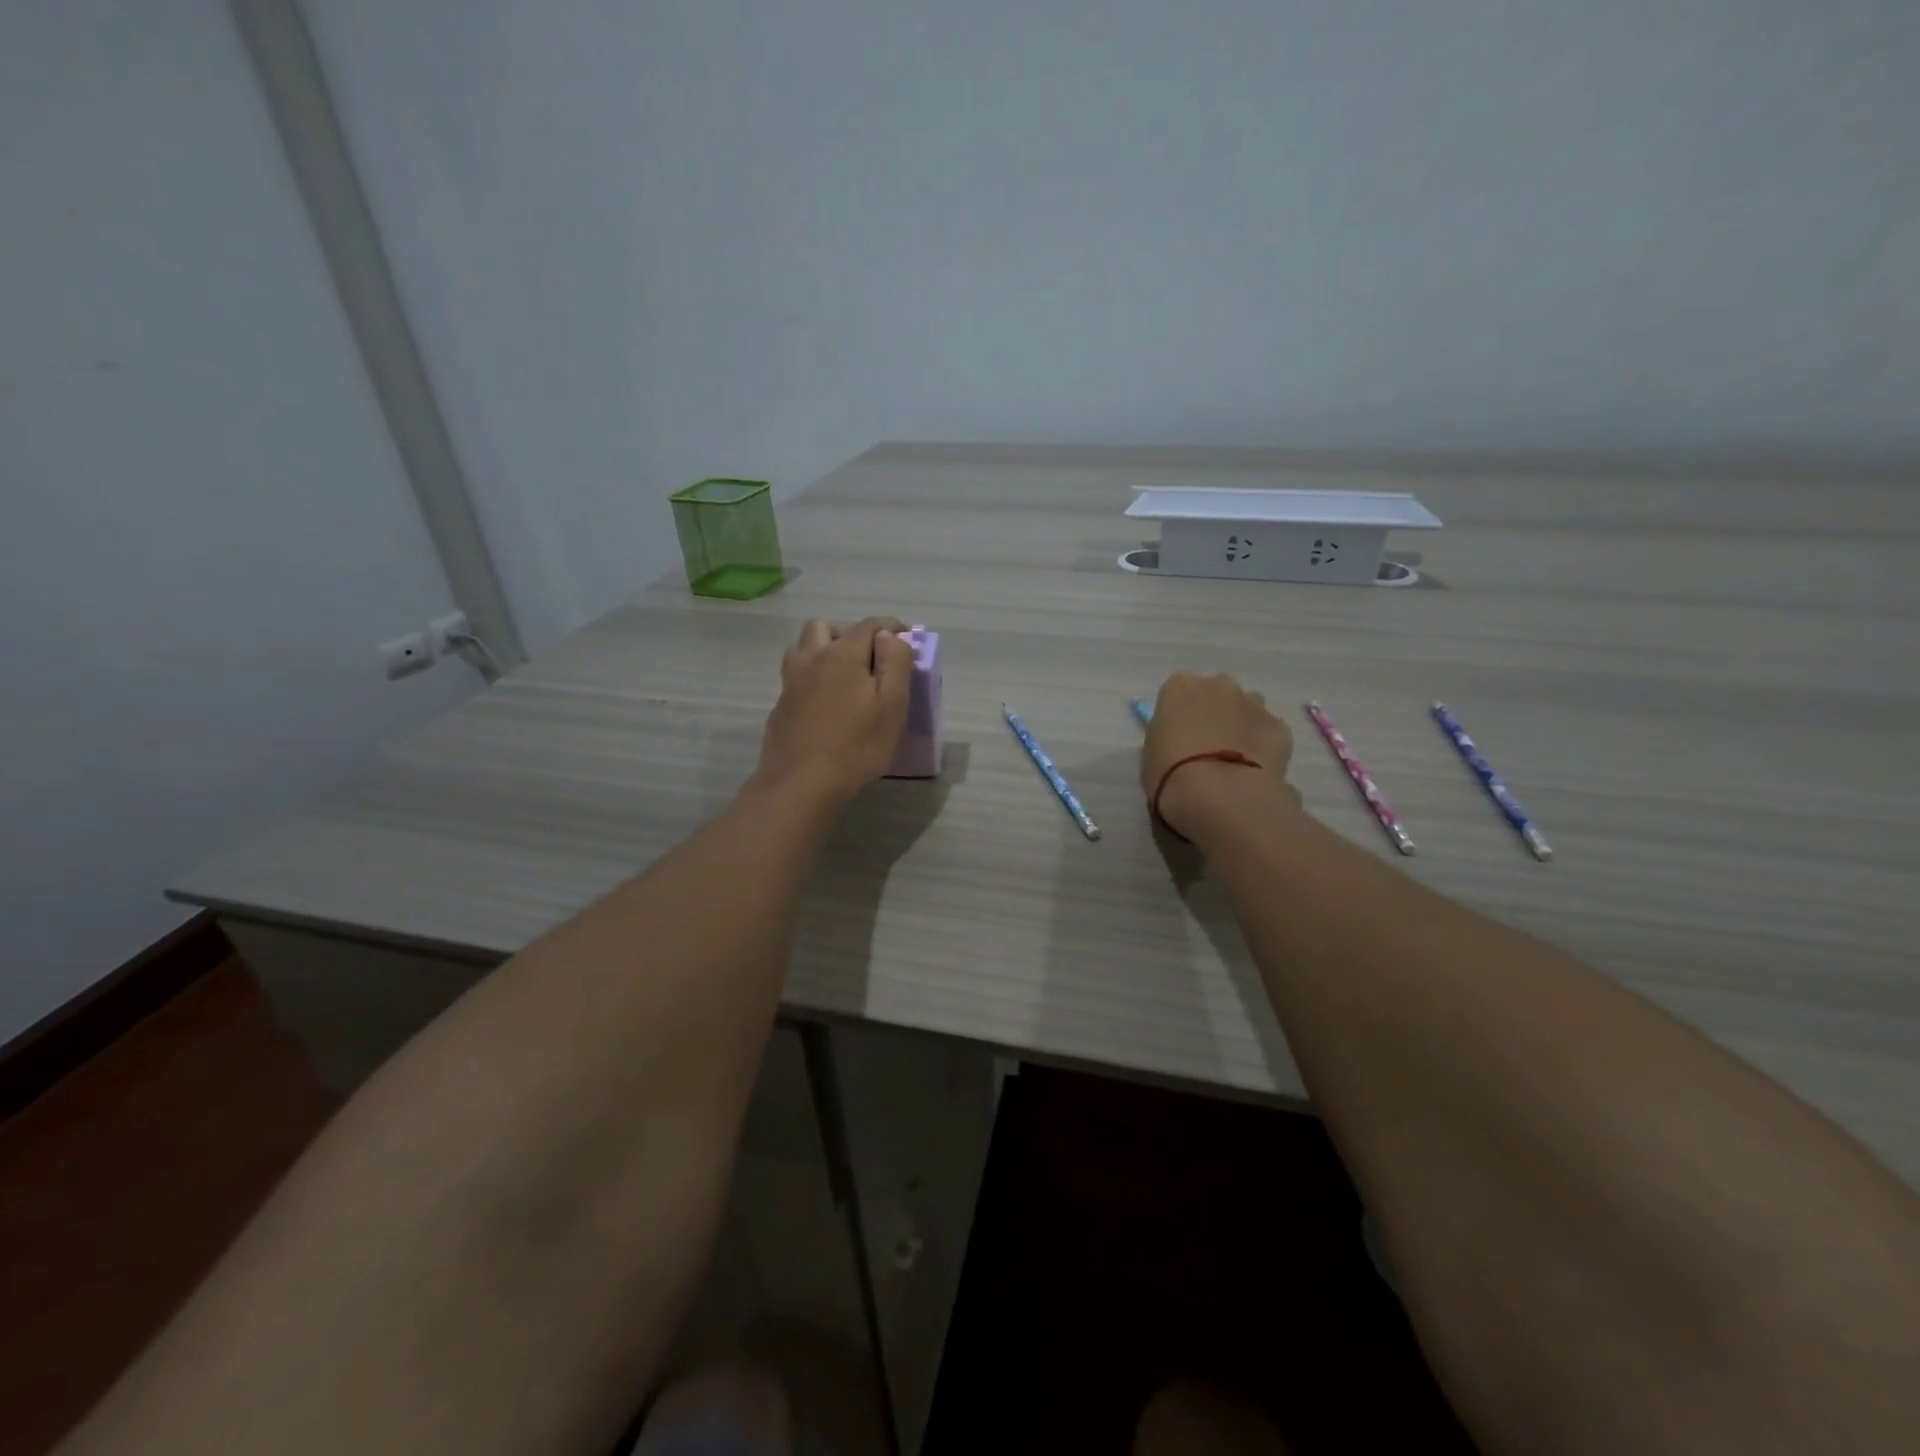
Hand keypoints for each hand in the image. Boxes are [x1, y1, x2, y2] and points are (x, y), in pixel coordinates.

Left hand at [755, 617, 913, 809]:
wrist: (801, 783)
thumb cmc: (857, 745)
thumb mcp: (893, 704)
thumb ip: (895, 662)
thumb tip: (889, 636)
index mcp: (843, 654)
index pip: (870, 624)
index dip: (891, 626)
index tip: (906, 637)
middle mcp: (812, 659)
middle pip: (826, 627)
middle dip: (850, 634)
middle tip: (869, 658)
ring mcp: (791, 682)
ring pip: (803, 648)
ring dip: (823, 650)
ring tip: (843, 676)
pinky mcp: (780, 706)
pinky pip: (796, 676)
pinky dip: (811, 677)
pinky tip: (824, 703)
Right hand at [1141, 672, 1299, 844]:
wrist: (1218, 795)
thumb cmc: (1170, 773)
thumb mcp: (1151, 752)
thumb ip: (1167, 735)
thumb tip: (1181, 739)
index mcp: (1180, 687)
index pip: (1179, 692)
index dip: (1180, 715)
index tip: (1179, 738)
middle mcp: (1219, 685)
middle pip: (1217, 693)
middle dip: (1214, 713)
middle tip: (1208, 747)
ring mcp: (1254, 703)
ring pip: (1248, 708)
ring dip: (1241, 726)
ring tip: (1235, 760)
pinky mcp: (1279, 727)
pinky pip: (1269, 733)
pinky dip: (1264, 746)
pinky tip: (1256, 771)